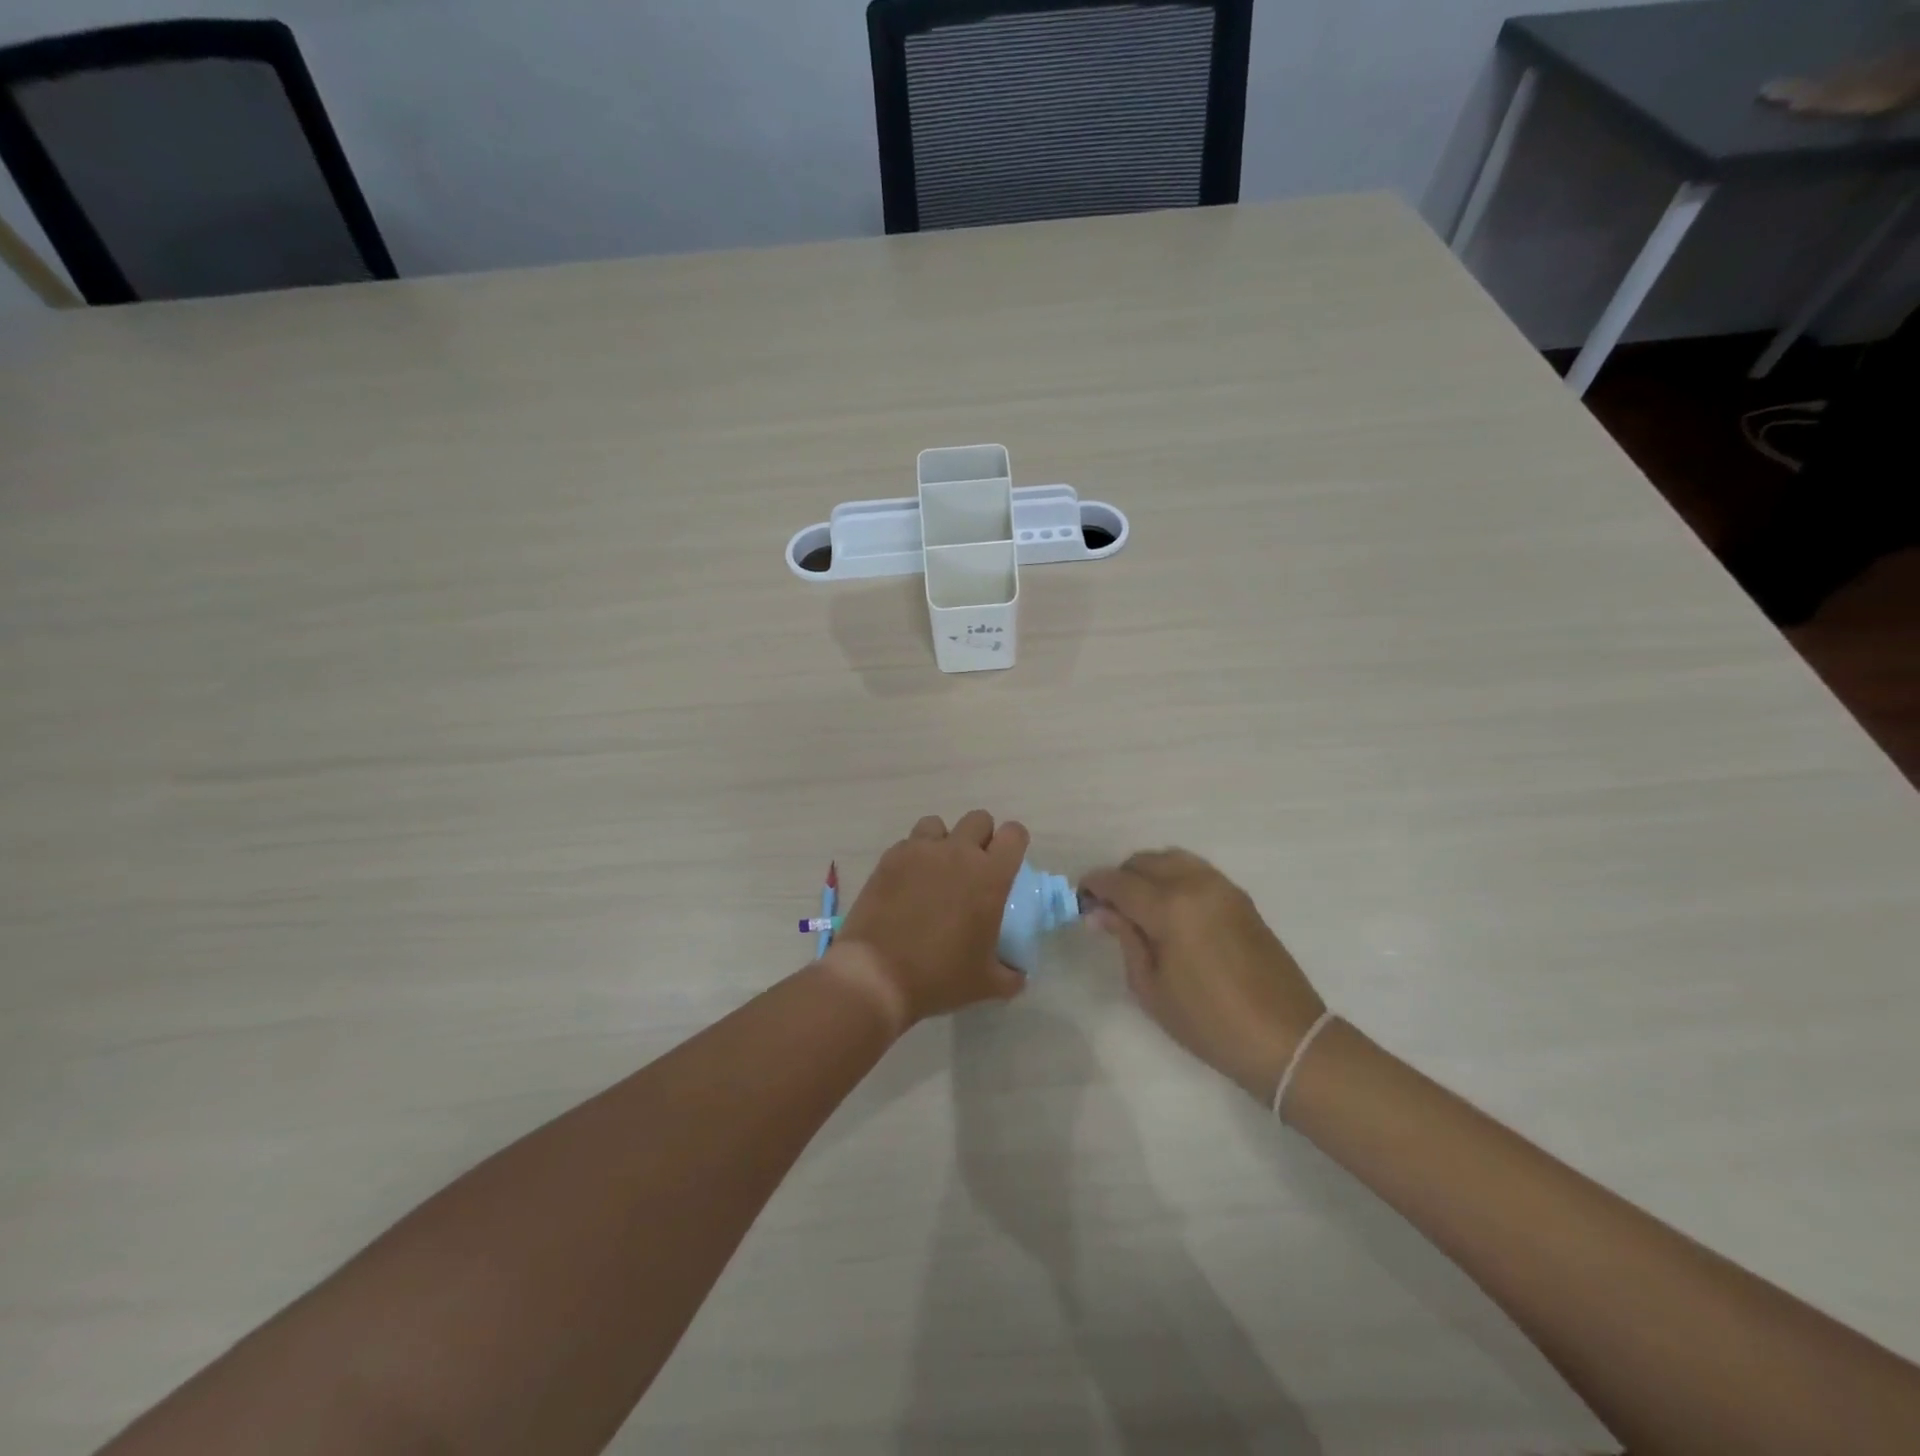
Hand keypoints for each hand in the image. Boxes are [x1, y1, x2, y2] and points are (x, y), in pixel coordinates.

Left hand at [829, 811, 1029, 1027]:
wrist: (877, 975)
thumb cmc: (939, 977)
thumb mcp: (987, 984)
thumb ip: (1011, 975)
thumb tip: (1018, 974)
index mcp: (990, 876)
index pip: (1014, 834)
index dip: (1014, 843)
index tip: (1008, 863)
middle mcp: (958, 853)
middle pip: (978, 819)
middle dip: (981, 837)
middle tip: (973, 868)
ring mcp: (920, 851)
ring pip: (939, 824)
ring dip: (943, 841)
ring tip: (937, 870)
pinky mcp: (890, 858)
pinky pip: (908, 842)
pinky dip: (913, 856)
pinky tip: (908, 883)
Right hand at [1081, 849, 1325, 1103]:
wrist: (1285, 1037)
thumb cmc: (1208, 1022)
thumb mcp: (1151, 988)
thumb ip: (1126, 940)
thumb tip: (1100, 912)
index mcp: (1170, 907)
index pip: (1119, 882)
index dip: (1094, 886)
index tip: (1080, 899)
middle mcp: (1195, 884)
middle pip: (1144, 861)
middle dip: (1120, 878)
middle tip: (1109, 909)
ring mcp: (1222, 887)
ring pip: (1172, 858)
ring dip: (1148, 873)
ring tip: (1139, 906)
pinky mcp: (1240, 897)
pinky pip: (1195, 870)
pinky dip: (1173, 877)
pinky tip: (1169, 908)